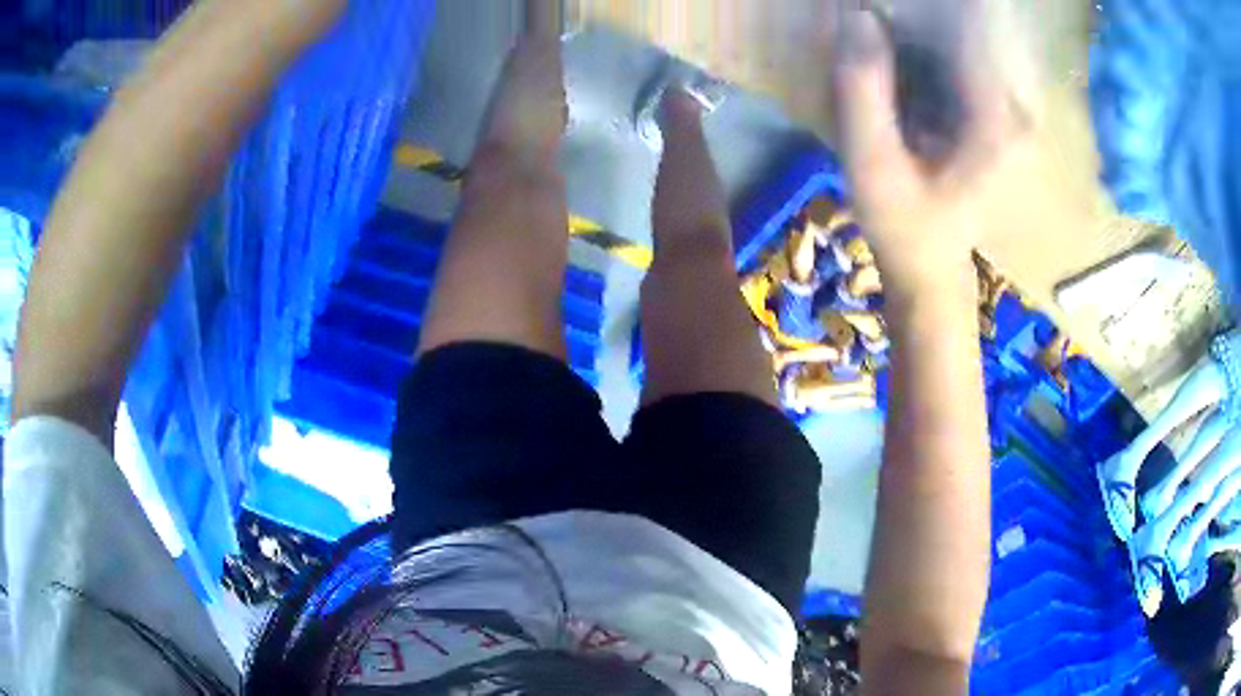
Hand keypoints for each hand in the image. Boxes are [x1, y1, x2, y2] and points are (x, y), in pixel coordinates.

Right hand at [830, 3, 1026, 296]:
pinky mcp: (993, 110)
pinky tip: (900, 53)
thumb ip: (864, 89)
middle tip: (878, 15)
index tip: (885, 4)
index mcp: (995, 119)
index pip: (974, 24)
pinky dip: (931, 43)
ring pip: (967, 37)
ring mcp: (1007, 108)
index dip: (931, 6)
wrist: (929, 267)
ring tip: (884, 30)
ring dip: (926, 24)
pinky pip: (963, 54)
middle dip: (927, 12)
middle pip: (974, 25)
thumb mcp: (873, 163)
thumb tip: (858, 15)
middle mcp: (1013, 107)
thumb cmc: (903, 225)